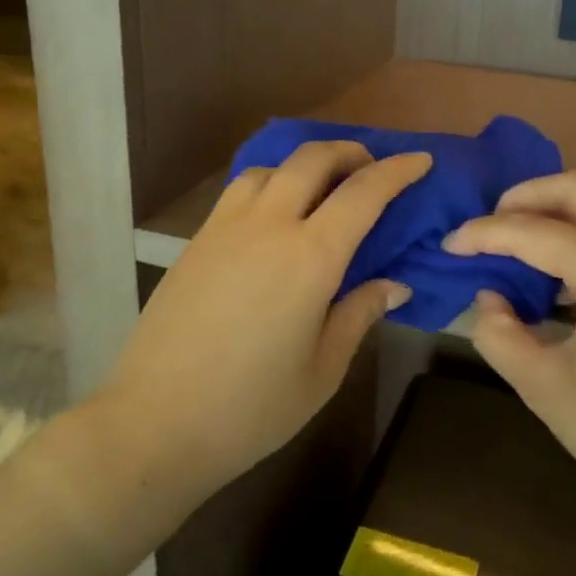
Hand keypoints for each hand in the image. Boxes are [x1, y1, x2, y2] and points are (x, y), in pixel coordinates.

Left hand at [96, 142, 430, 493]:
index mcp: (310, 258)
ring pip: (270, 167)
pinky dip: (269, 183)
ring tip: (321, 188)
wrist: (155, 423)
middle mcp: (268, 226)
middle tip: (371, 167)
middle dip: (349, 152)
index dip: (397, 171)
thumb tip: (394, 285)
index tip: (420, 160)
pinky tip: (274, 214)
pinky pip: (239, 190)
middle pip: (312, 159)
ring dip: (304, 164)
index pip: (363, 193)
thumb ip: (358, 314)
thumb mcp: (323, 369)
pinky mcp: (196, 241)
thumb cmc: (251, 408)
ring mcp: (225, 228)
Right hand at [444, 171, 575, 534]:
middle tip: (487, 224)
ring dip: (559, 213)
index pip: (536, 232)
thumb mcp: (547, 391)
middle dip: (524, 197)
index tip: (450, 244)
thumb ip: (500, 334)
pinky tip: (566, 271)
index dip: (485, 234)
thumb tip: (490, 297)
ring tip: (520, 246)